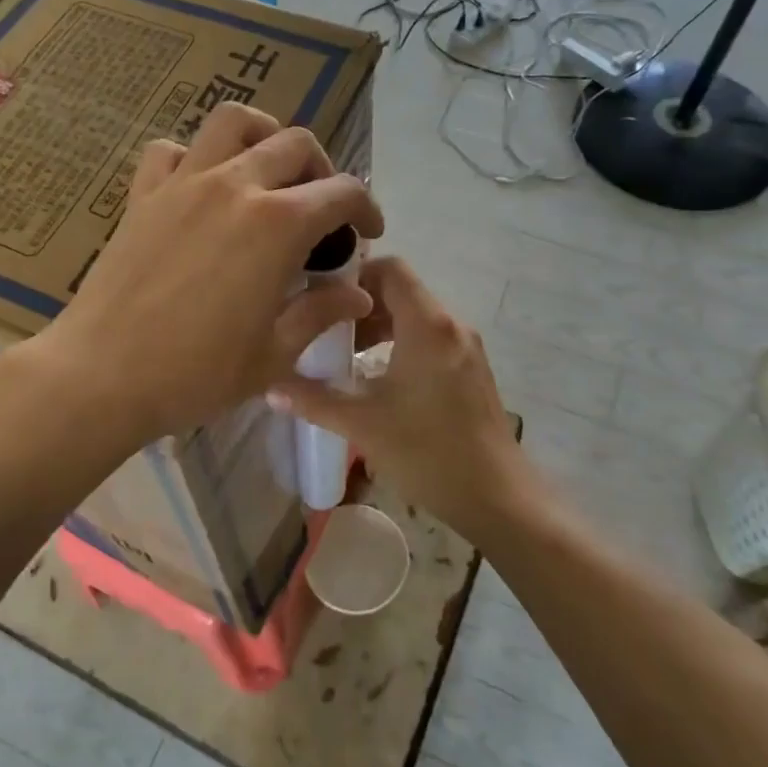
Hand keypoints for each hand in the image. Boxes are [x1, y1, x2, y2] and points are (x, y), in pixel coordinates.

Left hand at [37, 103, 383, 443]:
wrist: (102, 376)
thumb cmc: (196, 373)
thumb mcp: (274, 354)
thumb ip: (320, 313)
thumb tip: (357, 294)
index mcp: (278, 225)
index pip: (341, 191)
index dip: (365, 208)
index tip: (367, 233)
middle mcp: (234, 186)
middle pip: (295, 144)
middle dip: (322, 170)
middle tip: (320, 209)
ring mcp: (183, 183)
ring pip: (232, 122)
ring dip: (262, 136)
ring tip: (267, 172)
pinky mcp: (142, 195)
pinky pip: (169, 150)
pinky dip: (192, 156)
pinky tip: (199, 188)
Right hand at [269, 257, 530, 540]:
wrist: (497, 497)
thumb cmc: (427, 453)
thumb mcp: (363, 425)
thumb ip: (314, 401)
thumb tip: (270, 388)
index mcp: (427, 326)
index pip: (391, 269)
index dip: (355, 275)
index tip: (322, 298)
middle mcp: (451, 325)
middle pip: (402, 291)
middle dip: (361, 305)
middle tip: (325, 330)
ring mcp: (466, 347)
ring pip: (416, 316)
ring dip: (380, 326)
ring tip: (346, 355)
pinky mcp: (472, 369)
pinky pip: (431, 337)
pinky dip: (402, 343)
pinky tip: (379, 377)